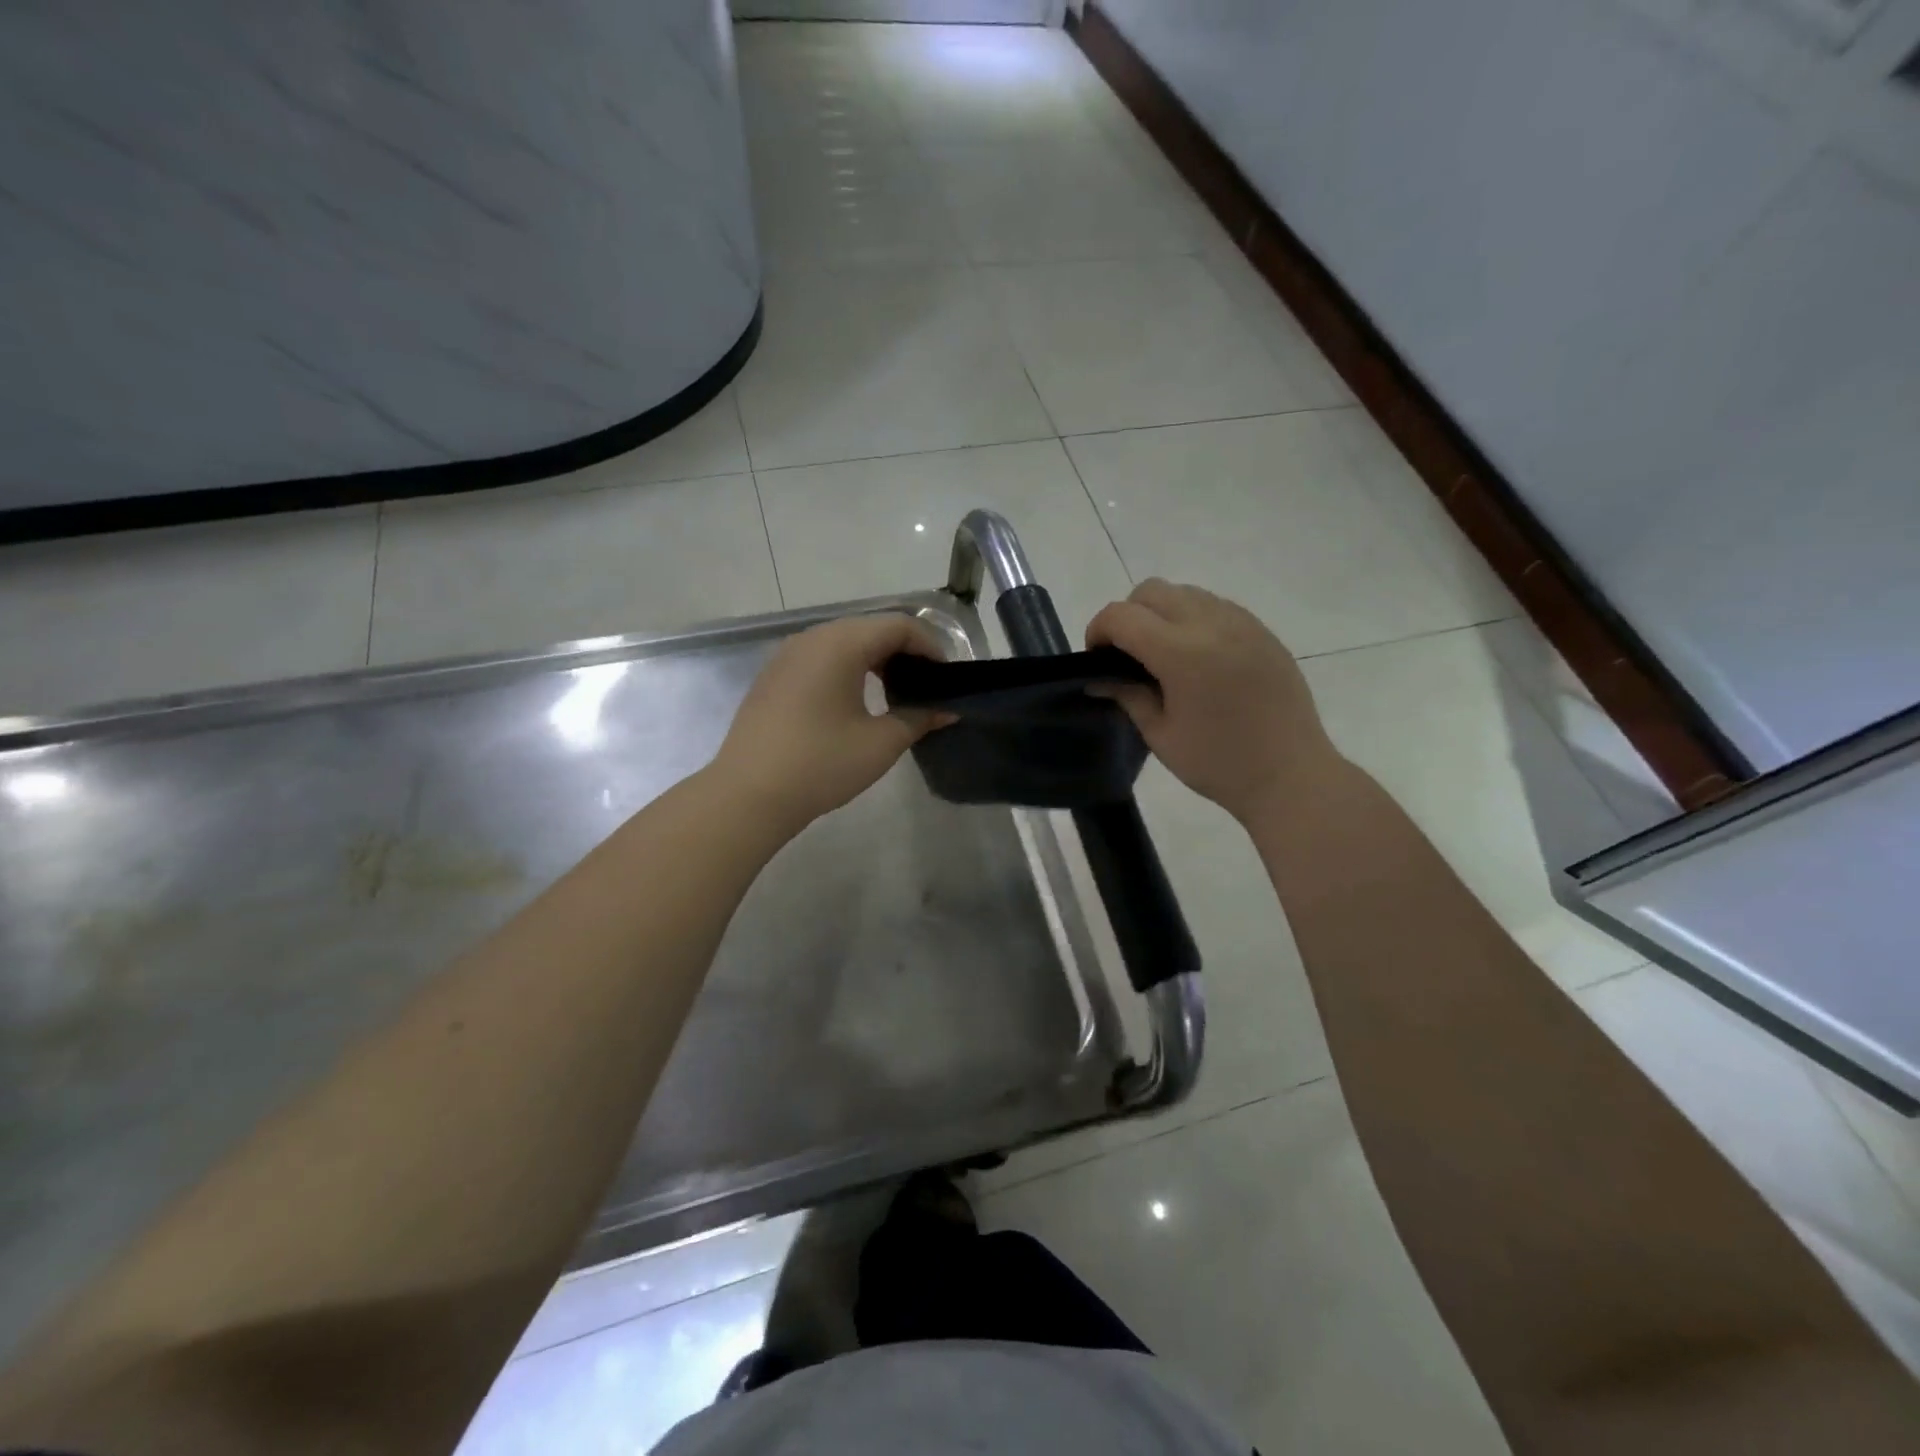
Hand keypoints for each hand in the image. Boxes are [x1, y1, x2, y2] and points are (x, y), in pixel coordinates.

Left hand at [710, 613, 950, 833]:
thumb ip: (919, 718)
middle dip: (904, 652)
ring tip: (895, 694)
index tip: (947, 679)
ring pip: (844, 642)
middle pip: (871, 628)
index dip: (930, 647)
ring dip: (875, 660)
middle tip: (926, 686)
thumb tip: (947, 710)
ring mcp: (787, 655)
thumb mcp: (881, 743)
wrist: (748, 795)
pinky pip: (821, 658)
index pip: (899, 626)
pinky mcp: (773, 677)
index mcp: (841, 643)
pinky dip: (847, 669)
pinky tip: (856, 702)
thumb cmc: (821, 764)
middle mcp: (812, 637)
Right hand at [1087, 580, 1341, 823]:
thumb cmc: (1218, 763)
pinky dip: (1193, 620)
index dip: (1098, 630)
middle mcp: (1211, 624)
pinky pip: (1215, 606)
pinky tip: (1198, 660)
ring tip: (1164, 657)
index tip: (1097, 659)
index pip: (1121, 615)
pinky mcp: (1262, 631)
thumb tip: (1098, 677)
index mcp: (1182, 652)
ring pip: (1185, 592)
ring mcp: (1242, 622)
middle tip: (1128, 656)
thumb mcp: (1160, 734)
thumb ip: (1127, 695)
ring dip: (1162, 614)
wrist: (1291, 775)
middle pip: (1151, 591)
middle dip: (1128, 616)